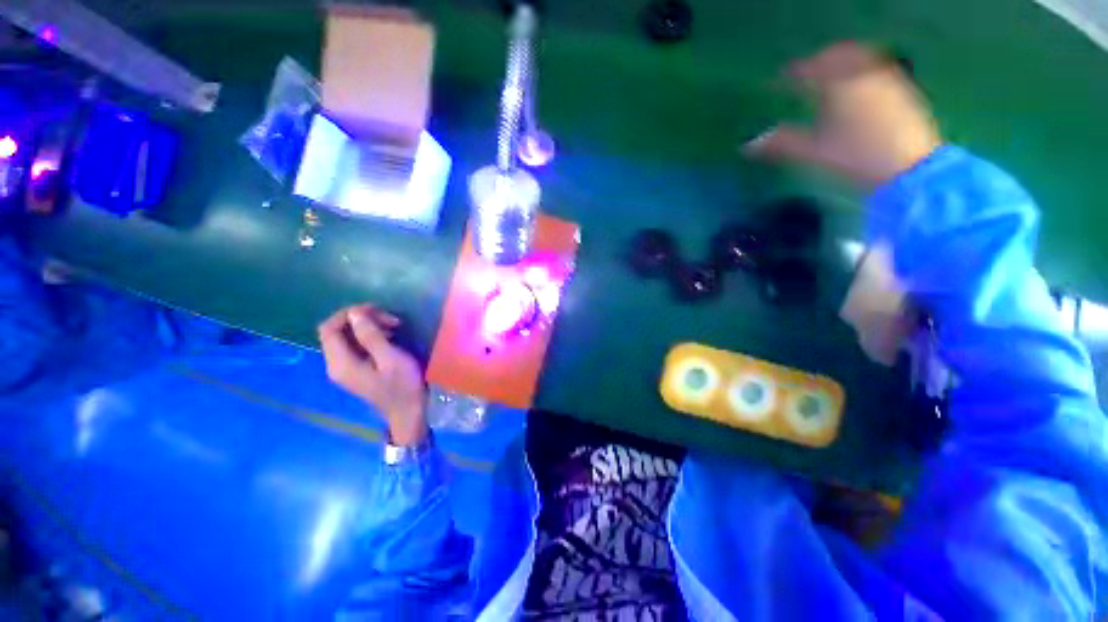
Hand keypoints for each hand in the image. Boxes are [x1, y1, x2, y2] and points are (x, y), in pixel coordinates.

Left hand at [318, 304, 427, 445]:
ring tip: (395, 327)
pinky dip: (371, 336)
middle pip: (338, 331)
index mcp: (341, 363)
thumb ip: (371, 336)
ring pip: (348, 337)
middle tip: (392, 320)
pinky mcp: (357, 370)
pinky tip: (390, 337)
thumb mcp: (391, 358)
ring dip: (369, 327)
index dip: (348, 313)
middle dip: (363, 319)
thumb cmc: (403, 385)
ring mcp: (346, 368)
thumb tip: (355, 313)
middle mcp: (336, 365)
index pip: (329, 328)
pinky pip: (356, 346)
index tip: (376, 310)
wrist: (409, 412)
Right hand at [745, 41, 941, 185]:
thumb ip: (781, 144)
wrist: (908, 167)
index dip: (789, 75)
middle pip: (835, 55)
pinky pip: (876, 66)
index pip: (806, 72)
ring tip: (829, 74)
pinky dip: (861, 68)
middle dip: (817, 61)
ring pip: (858, 57)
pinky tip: (856, 83)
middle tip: (804, 72)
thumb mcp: (812, 153)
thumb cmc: (854, 158)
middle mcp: (861, 73)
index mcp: (836, 85)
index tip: (776, 80)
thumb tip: (748, 145)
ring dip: (840, 61)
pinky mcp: (902, 87)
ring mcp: (884, 77)